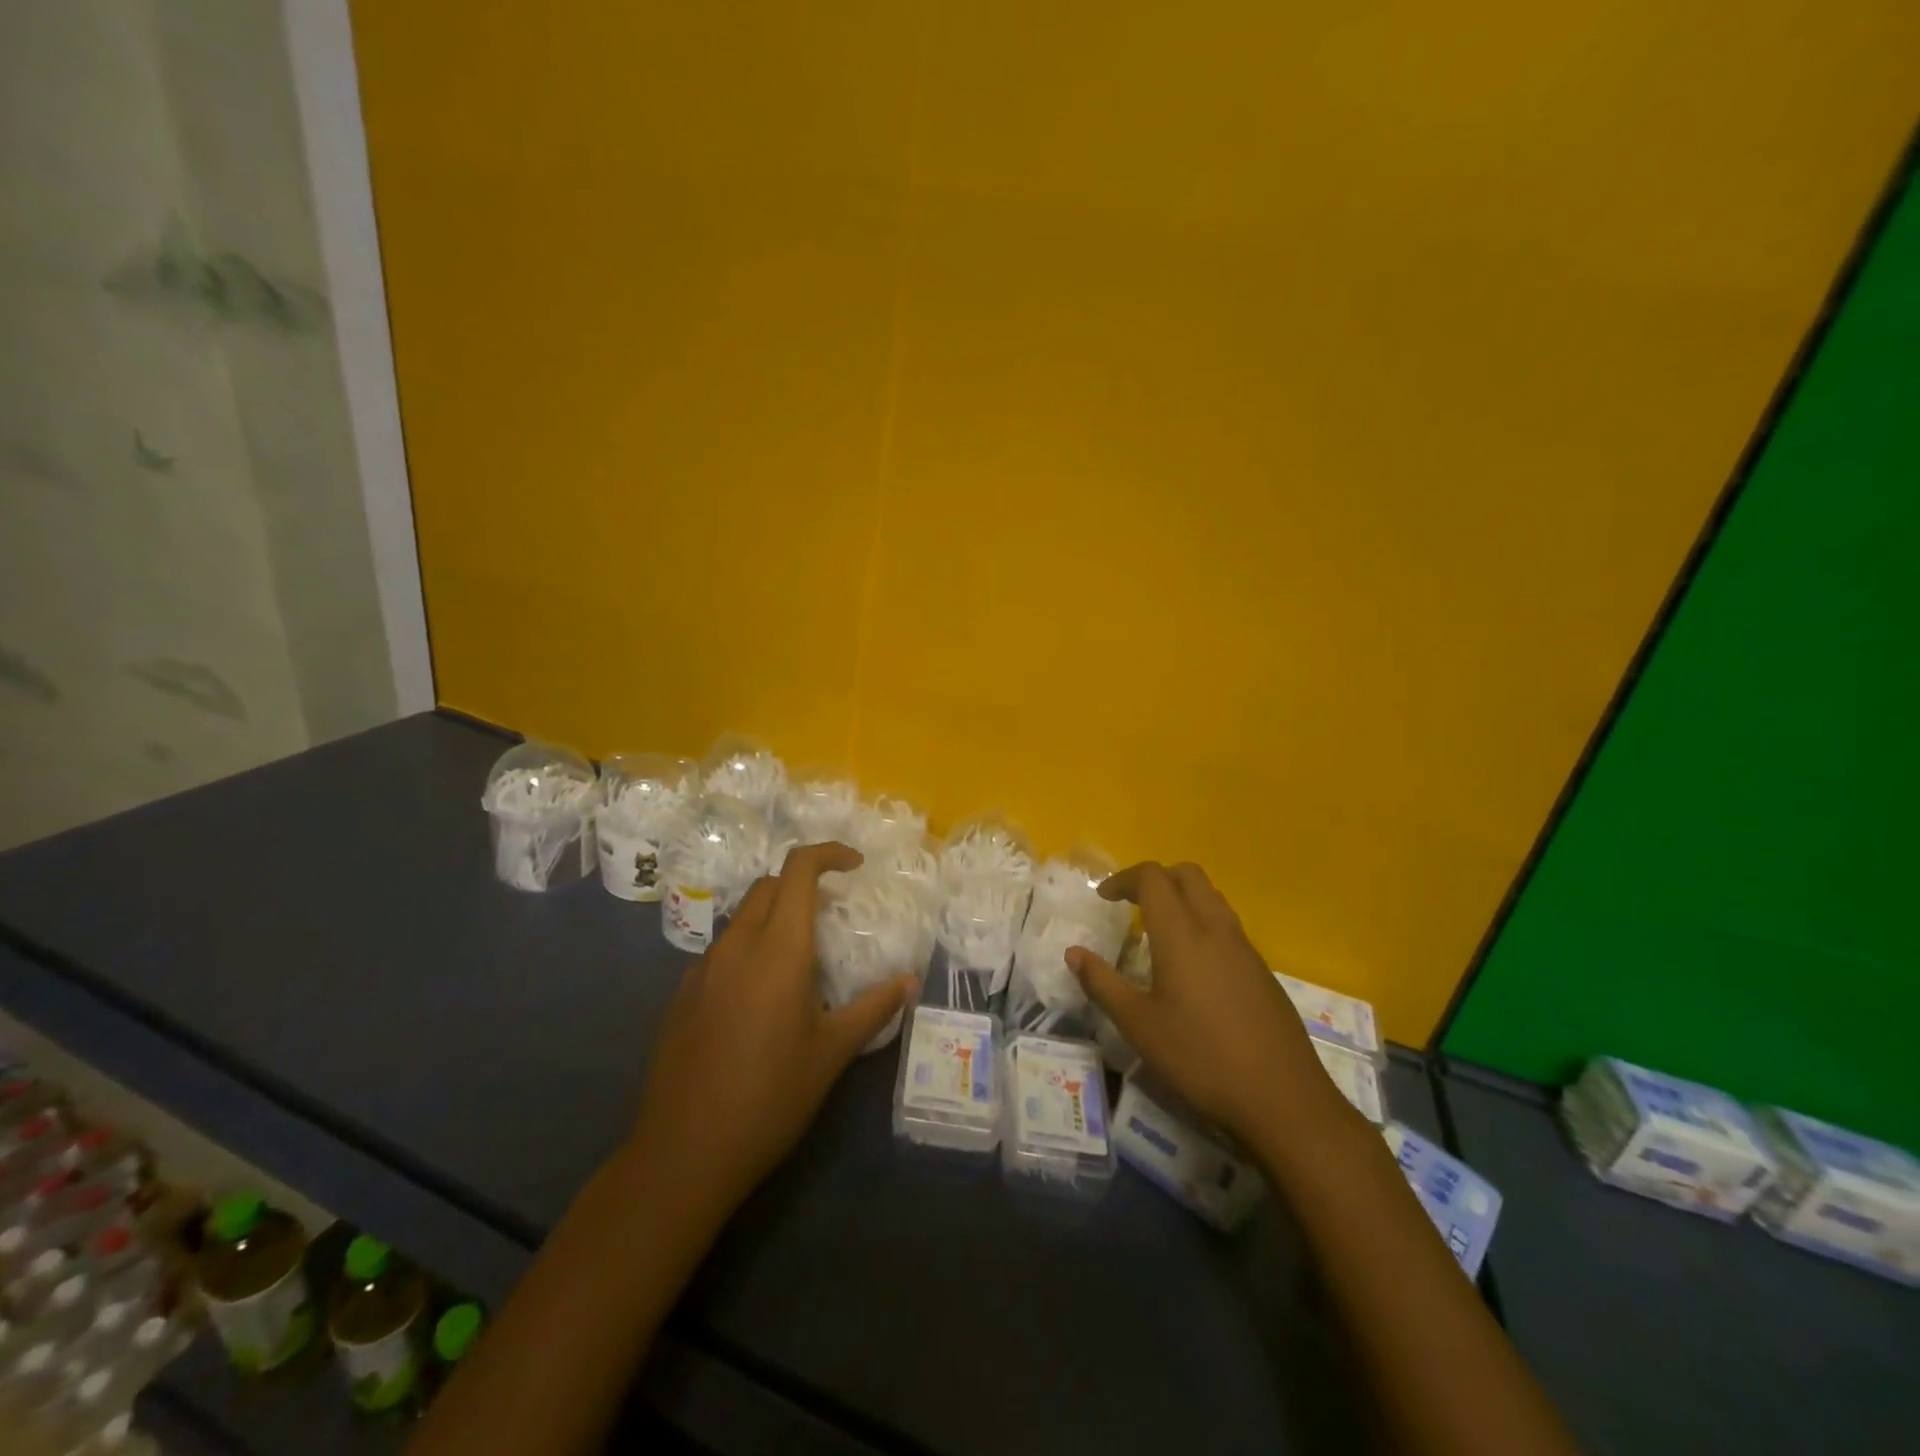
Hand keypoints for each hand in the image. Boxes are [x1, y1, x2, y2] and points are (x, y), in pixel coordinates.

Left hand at [626, 841, 915, 1223]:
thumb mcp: (833, 1054)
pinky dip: (747, 951)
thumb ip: (874, 1008)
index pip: (798, 870)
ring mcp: (702, 970)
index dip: (828, 854)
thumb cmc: (770, 1098)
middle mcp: (736, 946)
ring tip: (799, 961)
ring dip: (773, 919)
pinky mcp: (681, 996)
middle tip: (831, 913)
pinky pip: (721, 953)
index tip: (854, 866)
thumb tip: (910, 981)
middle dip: (801, 884)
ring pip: (742, 919)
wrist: (684, 1154)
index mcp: (778, 950)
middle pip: (768, 887)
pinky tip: (758, 1000)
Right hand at [1067, 862, 1351, 1152]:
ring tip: (1158, 930)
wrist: (1283, 1098)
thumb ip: (1103, 984)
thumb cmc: (1201, 1058)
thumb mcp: (1139, 1026)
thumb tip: (1073, 953)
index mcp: (1181, 935)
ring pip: (1212, 897)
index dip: (1124, 878)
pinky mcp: (1262, 970)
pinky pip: (1228, 925)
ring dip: (1182, 897)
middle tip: (1131, 904)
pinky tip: (1193, 966)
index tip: (1104, 897)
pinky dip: (1203, 923)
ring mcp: (1245, 948)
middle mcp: (1216, 929)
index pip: (1153, 878)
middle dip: (1156, 878)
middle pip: (1188, 874)